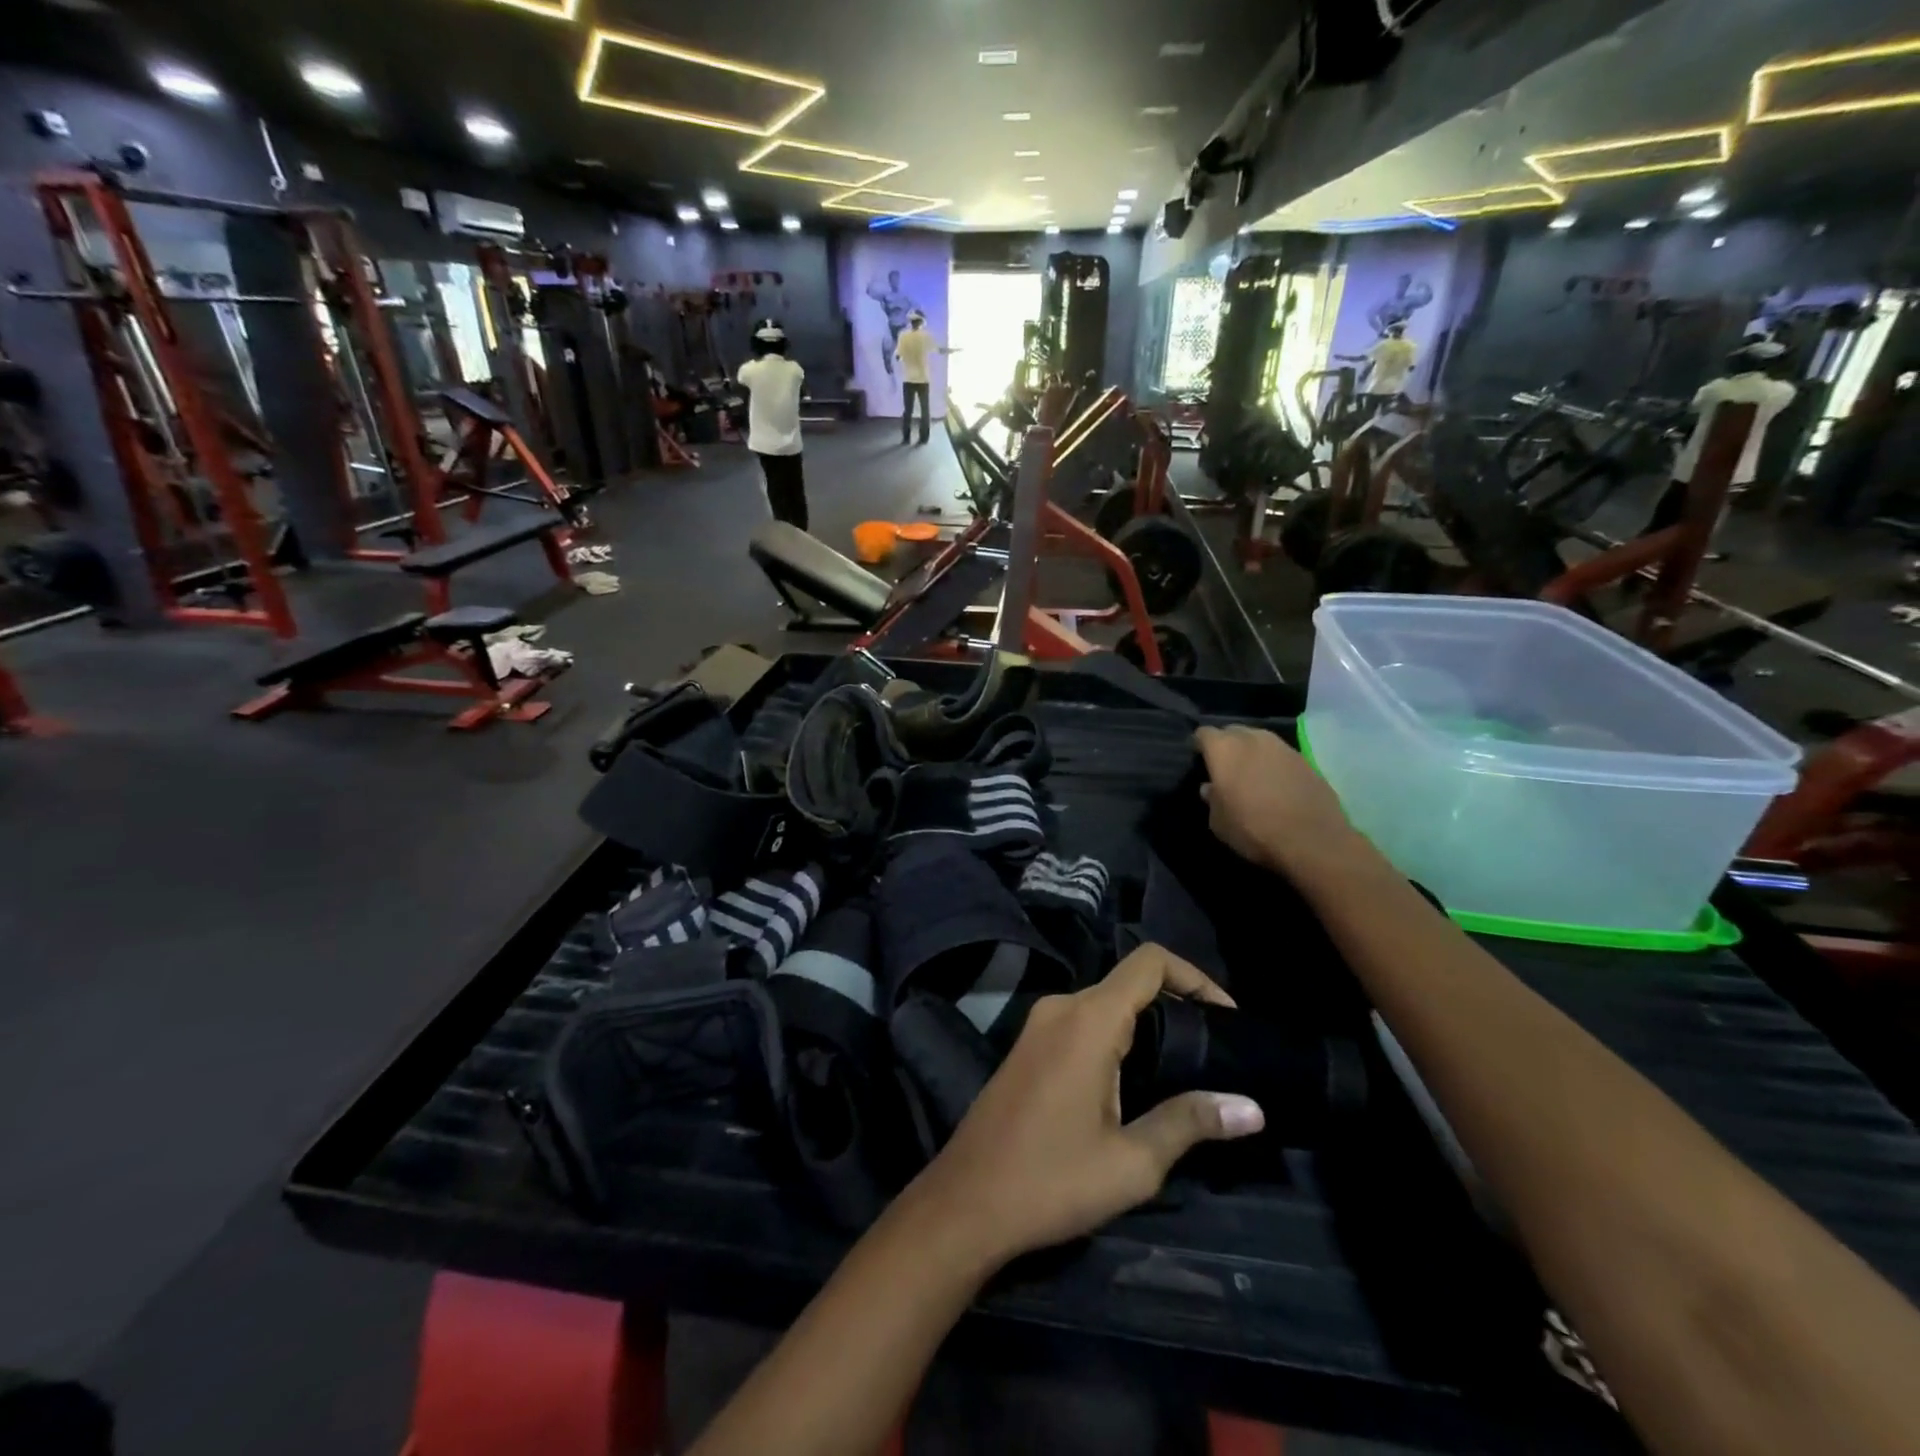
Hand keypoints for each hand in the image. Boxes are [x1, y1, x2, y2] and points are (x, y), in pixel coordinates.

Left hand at [907, 946, 1263, 1268]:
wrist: (966, 1202)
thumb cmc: (1052, 1181)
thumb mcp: (1132, 1161)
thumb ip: (1190, 1122)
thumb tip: (1251, 1108)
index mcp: (1088, 1019)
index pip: (1149, 963)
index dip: (1195, 976)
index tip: (1228, 1016)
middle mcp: (1061, 1007)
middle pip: (1128, 982)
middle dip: (1176, 1004)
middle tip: (1215, 1049)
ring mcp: (1038, 1024)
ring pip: (1104, 1004)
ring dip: (1146, 1023)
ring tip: (1185, 1067)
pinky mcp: (1026, 1045)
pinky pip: (1081, 1022)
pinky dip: (1116, 1036)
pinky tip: (1135, 1079)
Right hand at [1193, 725, 1356, 875]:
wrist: (1312, 841)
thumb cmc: (1254, 830)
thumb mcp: (1219, 822)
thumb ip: (1211, 799)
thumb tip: (1210, 788)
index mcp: (1224, 749)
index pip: (1204, 733)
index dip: (1198, 745)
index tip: (1198, 759)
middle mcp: (1253, 739)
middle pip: (1233, 731)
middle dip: (1226, 744)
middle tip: (1224, 766)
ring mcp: (1283, 747)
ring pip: (1259, 740)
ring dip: (1252, 752)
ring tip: (1251, 773)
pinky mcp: (1306, 760)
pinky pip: (1281, 755)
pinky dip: (1274, 764)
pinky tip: (1275, 784)